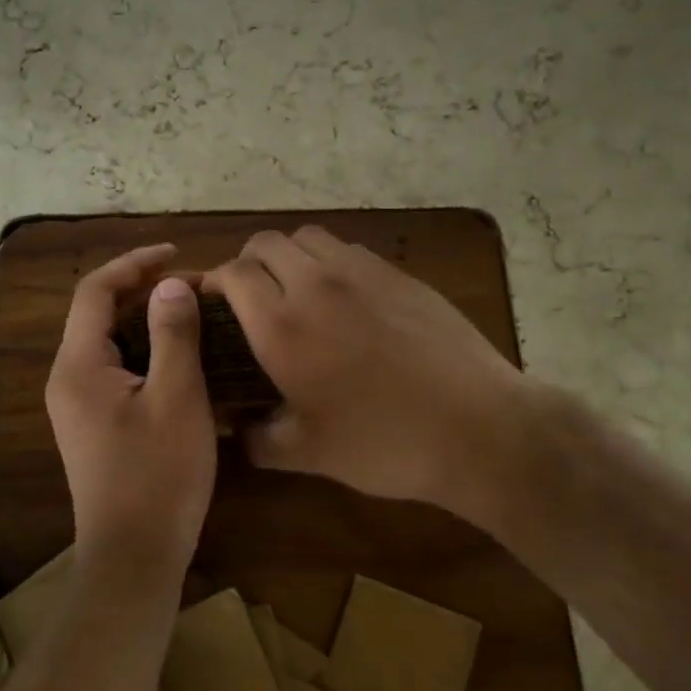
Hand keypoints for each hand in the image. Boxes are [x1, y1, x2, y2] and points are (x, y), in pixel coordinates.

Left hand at [46, 244, 216, 583]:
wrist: (134, 558)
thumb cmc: (158, 476)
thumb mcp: (177, 399)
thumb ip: (173, 335)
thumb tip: (170, 284)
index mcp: (79, 365)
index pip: (94, 290)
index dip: (133, 262)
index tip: (176, 252)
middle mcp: (68, 378)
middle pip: (98, 313)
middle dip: (143, 290)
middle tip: (194, 286)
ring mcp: (78, 404)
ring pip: (109, 342)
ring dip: (146, 320)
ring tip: (192, 312)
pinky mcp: (93, 423)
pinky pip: (116, 369)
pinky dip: (145, 350)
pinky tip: (181, 357)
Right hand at [204, 226, 544, 524]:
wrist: (477, 426)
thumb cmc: (384, 443)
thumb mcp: (309, 454)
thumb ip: (259, 439)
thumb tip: (237, 431)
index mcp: (282, 326)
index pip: (232, 273)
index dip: (215, 281)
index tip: (213, 303)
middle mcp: (316, 285)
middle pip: (266, 243)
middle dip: (248, 263)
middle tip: (252, 298)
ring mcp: (362, 273)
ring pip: (308, 237)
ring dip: (290, 255)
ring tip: (298, 290)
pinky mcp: (399, 274)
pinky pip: (349, 250)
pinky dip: (331, 262)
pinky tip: (347, 299)